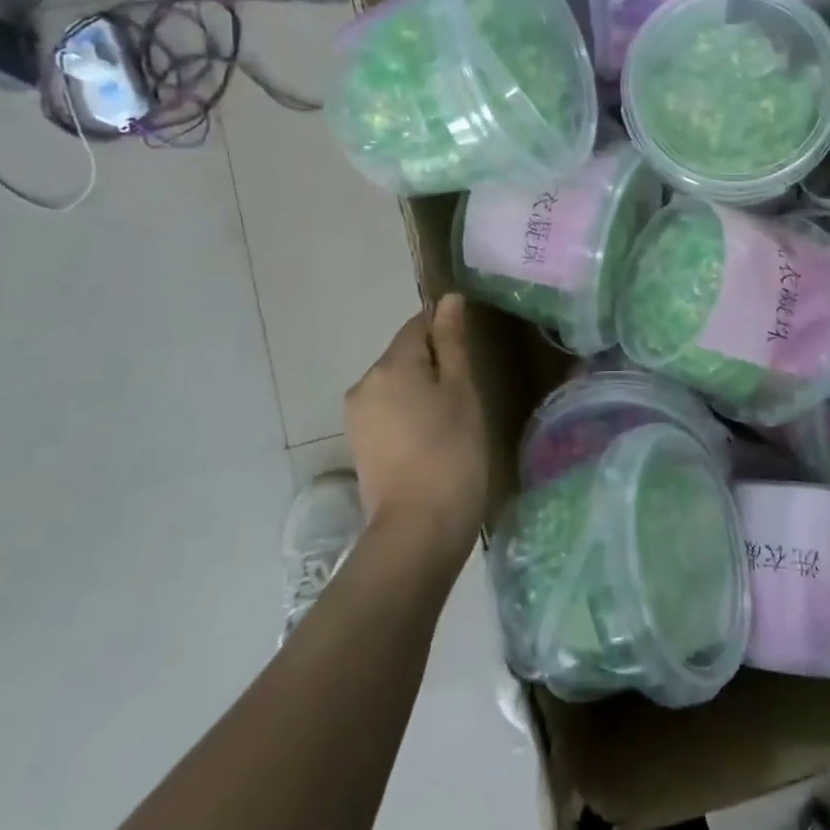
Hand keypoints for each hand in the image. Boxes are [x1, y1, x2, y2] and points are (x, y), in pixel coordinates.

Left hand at [343, 293, 489, 564]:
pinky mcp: (360, 445)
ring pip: (397, 385)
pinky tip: (434, 441)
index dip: (447, 332)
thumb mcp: (461, 391)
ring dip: (423, 391)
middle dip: (435, 365)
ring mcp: (358, 417)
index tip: (472, 356)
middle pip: (405, 355)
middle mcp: (365, 383)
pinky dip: (411, 415)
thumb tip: (448, 299)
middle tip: (469, 394)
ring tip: (454, 421)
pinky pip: (389, 412)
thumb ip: (452, 342)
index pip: (419, 325)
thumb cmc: (452, 452)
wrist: (418, 530)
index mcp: (390, 364)